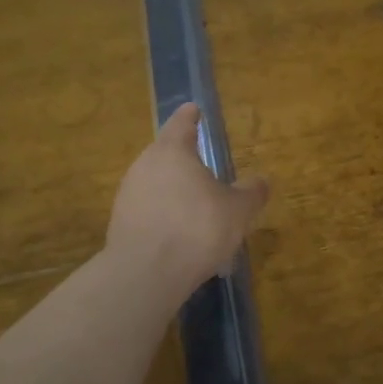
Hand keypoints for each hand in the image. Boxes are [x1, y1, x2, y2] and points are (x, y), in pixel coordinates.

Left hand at [107, 103, 269, 299]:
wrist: (145, 274)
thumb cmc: (197, 228)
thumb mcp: (237, 211)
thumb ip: (251, 193)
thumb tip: (263, 181)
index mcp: (173, 151)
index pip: (182, 124)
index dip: (190, 116)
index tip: (193, 109)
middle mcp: (145, 165)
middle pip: (165, 152)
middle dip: (183, 157)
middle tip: (202, 163)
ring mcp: (128, 194)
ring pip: (154, 181)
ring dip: (172, 188)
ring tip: (193, 203)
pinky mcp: (119, 222)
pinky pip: (147, 208)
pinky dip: (162, 212)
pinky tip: (178, 231)